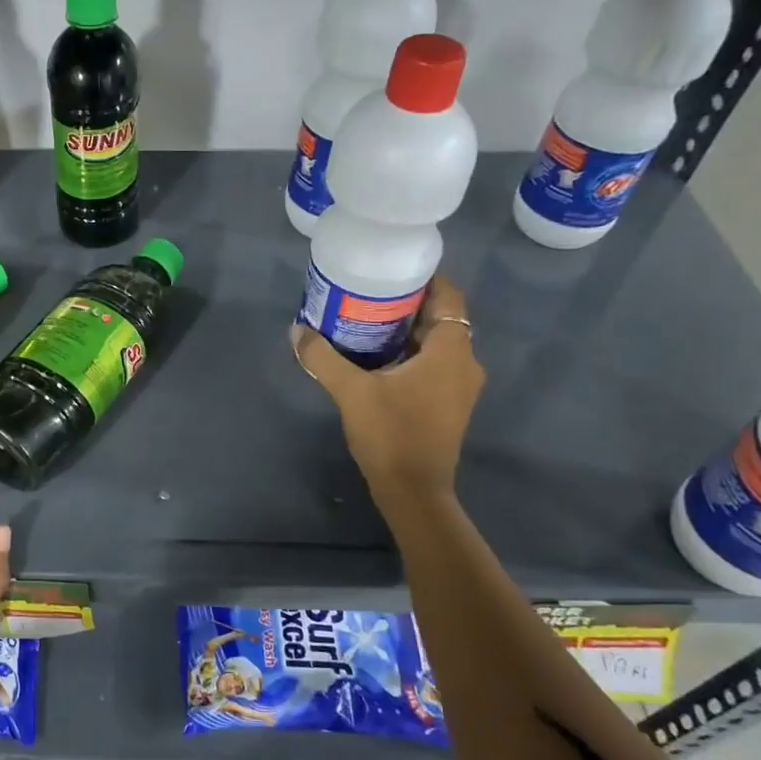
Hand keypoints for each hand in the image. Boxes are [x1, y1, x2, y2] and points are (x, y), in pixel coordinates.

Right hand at [292, 277, 484, 498]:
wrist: (414, 491)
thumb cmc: (391, 434)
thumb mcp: (351, 392)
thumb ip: (323, 357)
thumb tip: (297, 331)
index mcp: (451, 351)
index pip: (449, 296)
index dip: (425, 277)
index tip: (392, 268)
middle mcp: (464, 363)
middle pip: (441, 318)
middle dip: (407, 302)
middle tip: (369, 290)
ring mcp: (459, 386)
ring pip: (436, 342)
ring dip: (407, 329)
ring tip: (366, 317)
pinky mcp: (448, 404)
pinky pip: (432, 363)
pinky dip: (409, 352)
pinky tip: (376, 355)